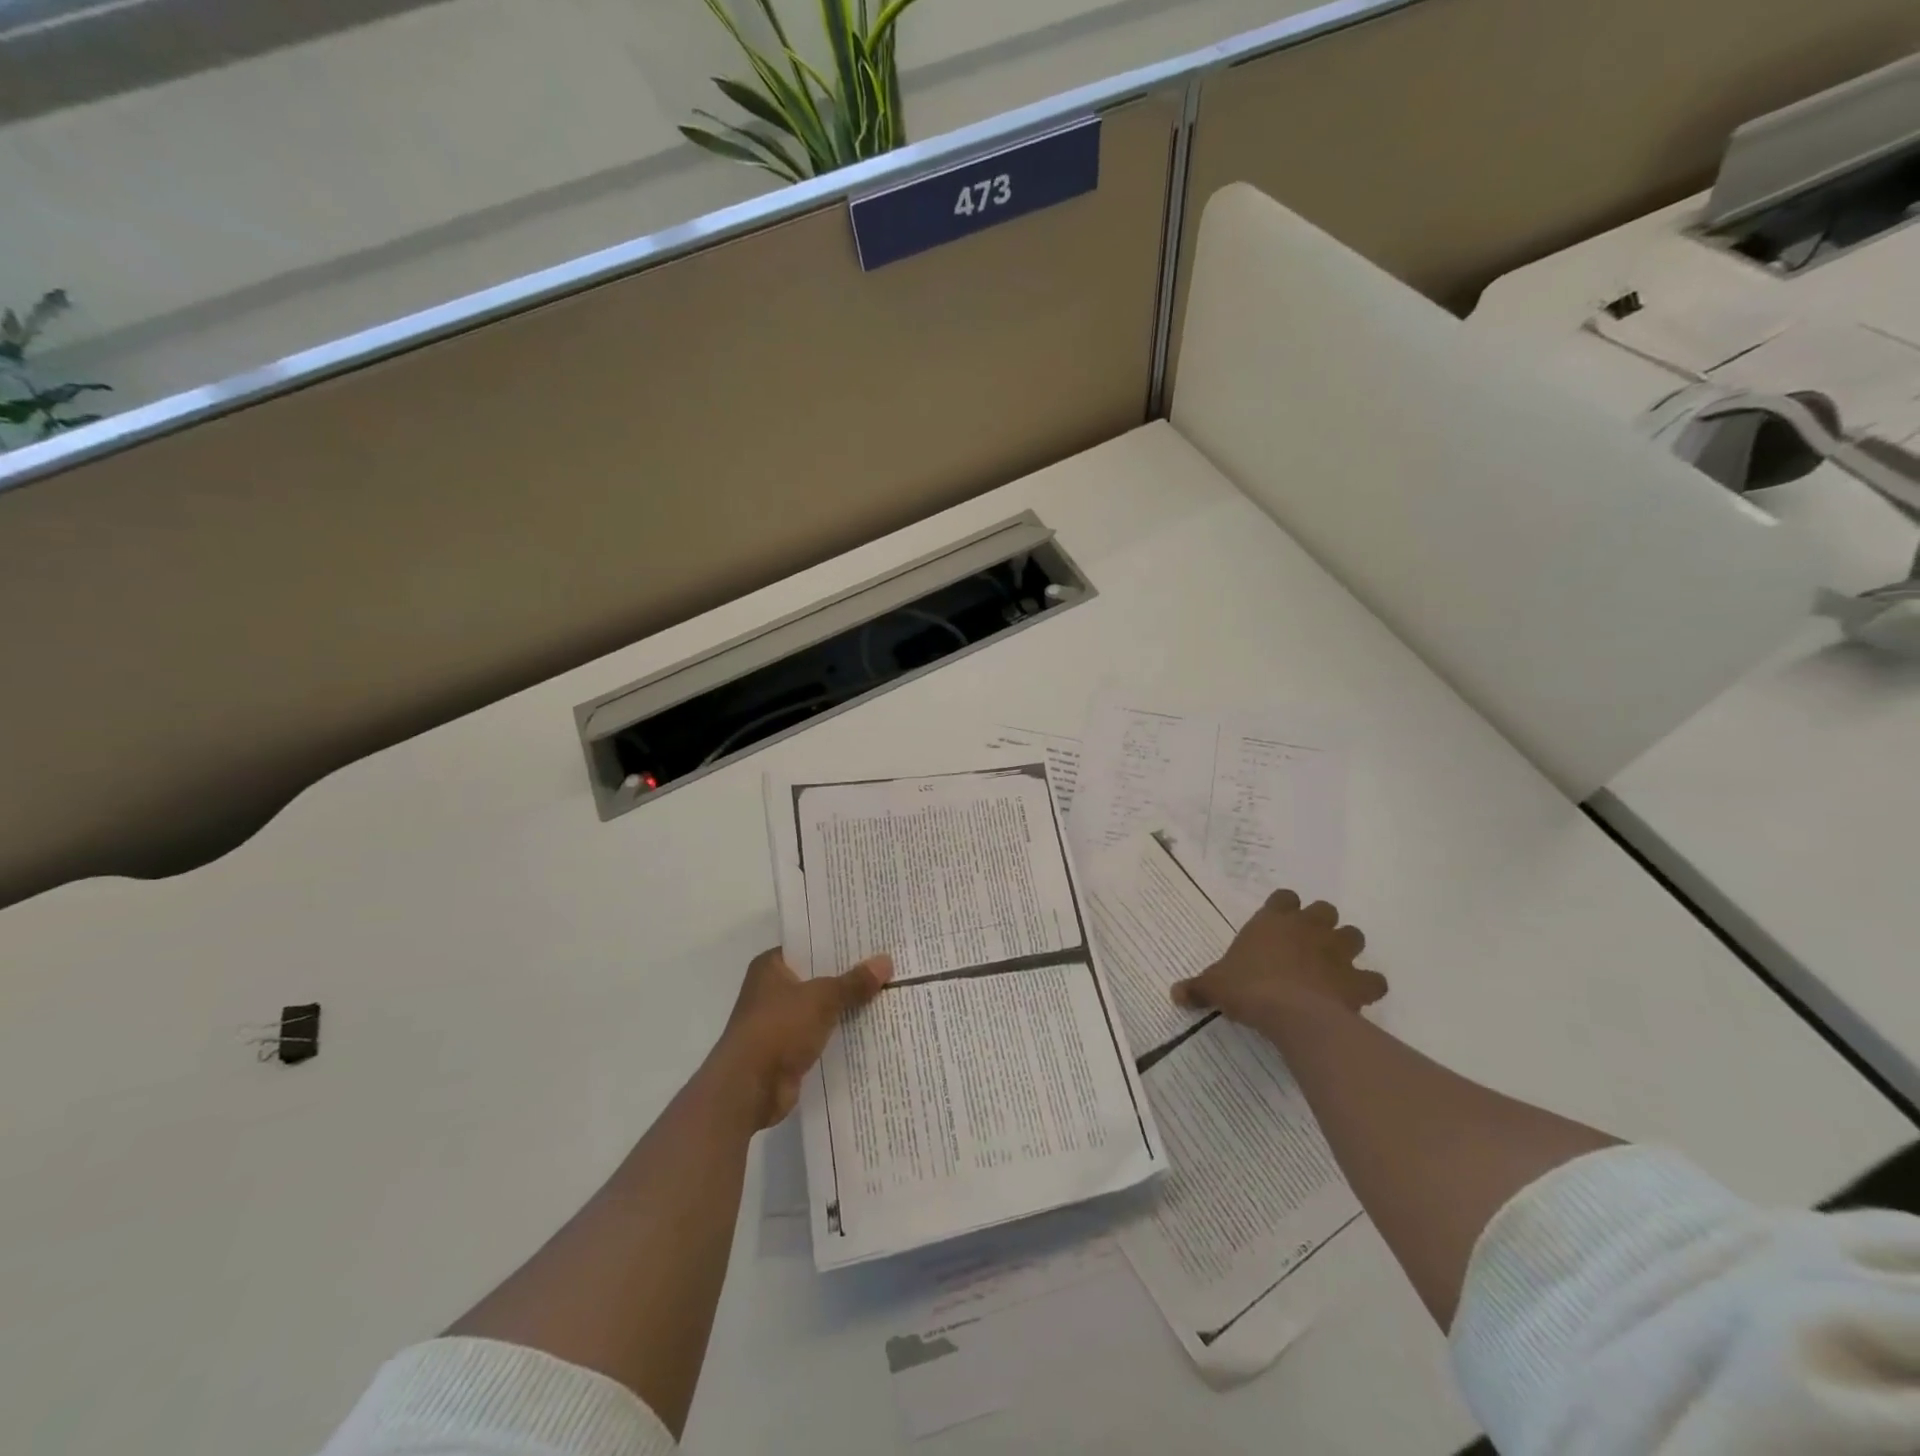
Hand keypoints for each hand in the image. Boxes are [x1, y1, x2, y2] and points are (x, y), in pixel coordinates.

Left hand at [713, 948, 893, 1129]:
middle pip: (818, 975)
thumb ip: (854, 982)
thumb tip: (886, 961)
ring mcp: (780, 1021)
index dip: (838, 941)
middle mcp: (773, 989)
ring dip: (847, 1005)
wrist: (748, 1088)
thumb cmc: (778, 1028)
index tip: (871, 937)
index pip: (810, 944)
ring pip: (822, 1006)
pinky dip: (841, 1032)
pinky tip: (873, 1026)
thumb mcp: (822, 998)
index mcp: (771, 966)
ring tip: (888, 992)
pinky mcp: (789, 1049)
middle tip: (888, 962)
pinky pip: (822, 1033)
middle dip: (849, 973)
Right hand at [1172, 889, 1385, 1029]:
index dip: (1283, 908)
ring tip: (1334, 966)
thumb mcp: (1215, 986)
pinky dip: (1368, 985)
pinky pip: (1374, 979)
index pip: (1284, 897)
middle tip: (1307, 945)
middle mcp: (1307, 927)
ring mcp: (1336, 951)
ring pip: (1353, 935)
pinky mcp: (1357, 980)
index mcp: (1272, 920)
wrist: (1291, 1013)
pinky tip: (1356, 996)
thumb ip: (1198, 987)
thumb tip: (1174, 994)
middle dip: (1320, 924)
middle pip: (1324, 910)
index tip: (1277, 924)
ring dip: (1346, 947)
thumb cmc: (1248, 988)